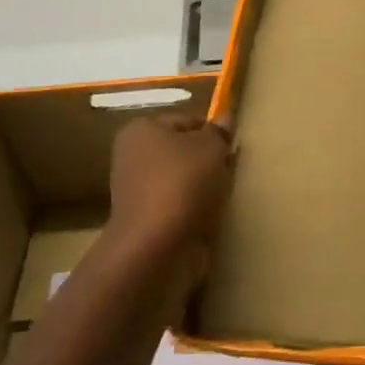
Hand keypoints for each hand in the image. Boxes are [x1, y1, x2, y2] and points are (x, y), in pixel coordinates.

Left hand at [107, 114, 234, 255]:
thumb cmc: (182, 182)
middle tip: (230, 171)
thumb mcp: (211, 148)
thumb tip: (224, 120)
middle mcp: (132, 154)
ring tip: (221, 195)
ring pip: (181, 178)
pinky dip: (193, 207)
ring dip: (201, 186)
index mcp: (142, 129)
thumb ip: (219, 132)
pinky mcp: (144, 217)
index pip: (187, 120)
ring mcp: (135, 188)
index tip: (232, 149)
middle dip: (207, 160)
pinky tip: (208, 214)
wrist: (155, 243)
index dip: (213, 132)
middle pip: (182, 150)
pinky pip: (177, 204)